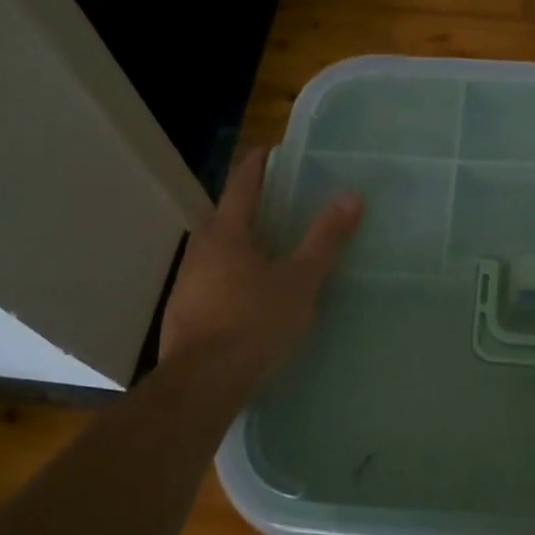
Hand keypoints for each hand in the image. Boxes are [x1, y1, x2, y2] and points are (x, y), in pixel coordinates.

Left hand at [158, 148, 361, 394]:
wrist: (201, 384)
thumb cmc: (254, 322)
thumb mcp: (301, 280)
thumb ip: (325, 238)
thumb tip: (351, 195)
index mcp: (227, 234)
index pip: (241, 185)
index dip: (257, 165)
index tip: (270, 151)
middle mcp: (200, 250)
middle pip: (223, 216)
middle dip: (246, 205)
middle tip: (276, 203)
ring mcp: (186, 283)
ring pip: (214, 250)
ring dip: (236, 242)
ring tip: (265, 247)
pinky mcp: (183, 313)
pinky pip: (209, 279)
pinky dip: (228, 274)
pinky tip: (246, 293)